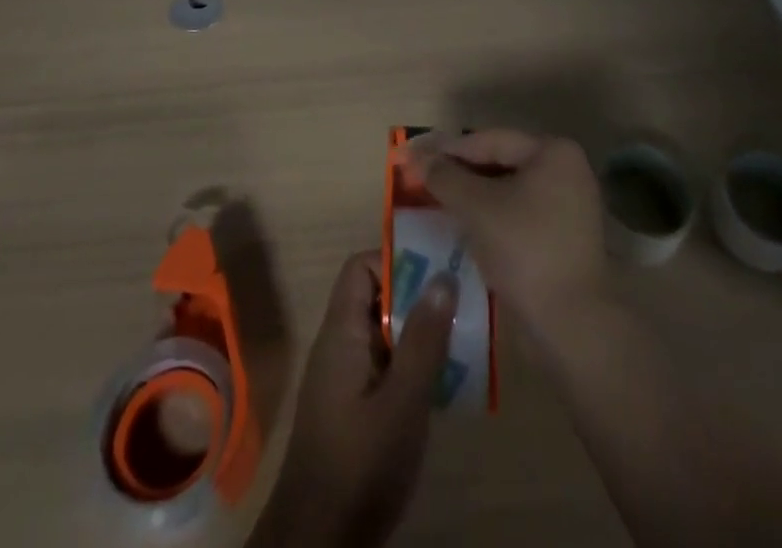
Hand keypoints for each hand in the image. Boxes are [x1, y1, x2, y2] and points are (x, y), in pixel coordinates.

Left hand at [248, 251, 456, 547]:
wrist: (318, 544)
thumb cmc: (360, 465)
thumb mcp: (402, 401)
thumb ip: (423, 340)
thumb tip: (443, 276)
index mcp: (341, 333)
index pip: (360, 268)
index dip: (395, 261)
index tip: (436, 272)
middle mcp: (339, 346)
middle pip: (376, 298)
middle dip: (418, 297)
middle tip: (461, 304)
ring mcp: (345, 379)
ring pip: (385, 335)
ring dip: (420, 333)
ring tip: (463, 339)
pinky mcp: (354, 409)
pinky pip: (385, 366)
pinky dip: (413, 366)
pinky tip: (445, 384)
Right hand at [405, 130, 605, 345]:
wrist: (574, 324)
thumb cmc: (525, 250)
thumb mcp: (477, 208)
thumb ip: (445, 177)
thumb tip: (417, 156)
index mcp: (552, 151)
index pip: (490, 141)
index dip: (447, 149)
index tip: (414, 157)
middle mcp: (566, 169)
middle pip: (501, 161)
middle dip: (461, 171)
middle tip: (423, 178)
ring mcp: (569, 203)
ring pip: (509, 189)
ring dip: (474, 194)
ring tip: (438, 200)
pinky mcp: (565, 234)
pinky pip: (521, 211)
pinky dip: (493, 214)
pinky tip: (467, 225)